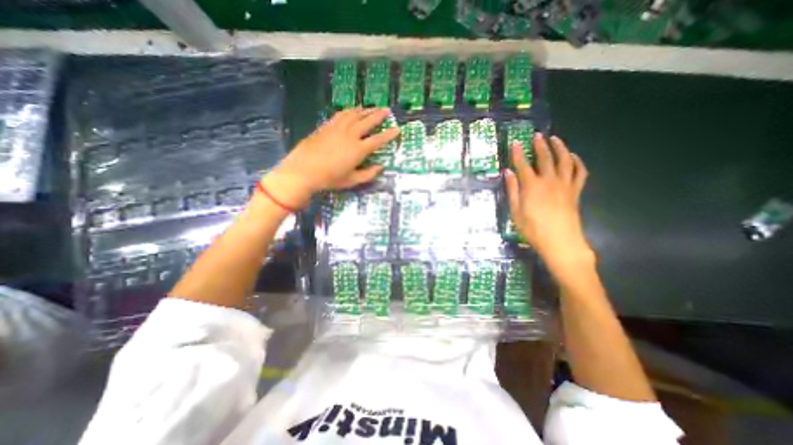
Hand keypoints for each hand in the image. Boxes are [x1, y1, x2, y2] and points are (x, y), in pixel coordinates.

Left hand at [262, 106, 399, 207]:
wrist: (304, 171)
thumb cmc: (330, 179)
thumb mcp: (352, 180)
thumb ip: (368, 174)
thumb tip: (381, 167)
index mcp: (358, 150)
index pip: (378, 140)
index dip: (389, 135)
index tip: (397, 129)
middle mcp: (350, 135)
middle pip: (367, 122)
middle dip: (378, 115)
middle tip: (386, 110)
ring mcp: (337, 129)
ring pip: (354, 115)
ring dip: (364, 110)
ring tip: (371, 107)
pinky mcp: (326, 126)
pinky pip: (340, 115)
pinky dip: (349, 111)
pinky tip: (352, 110)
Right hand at [507, 132, 594, 270]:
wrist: (560, 241)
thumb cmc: (532, 229)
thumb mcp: (515, 211)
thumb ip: (512, 190)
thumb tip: (507, 173)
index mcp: (532, 186)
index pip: (523, 165)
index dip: (518, 153)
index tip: (515, 142)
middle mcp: (549, 181)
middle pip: (545, 158)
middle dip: (540, 145)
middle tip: (537, 135)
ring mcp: (565, 185)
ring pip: (565, 160)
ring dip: (560, 148)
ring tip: (555, 139)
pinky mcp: (575, 191)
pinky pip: (580, 172)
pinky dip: (577, 162)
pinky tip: (573, 157)